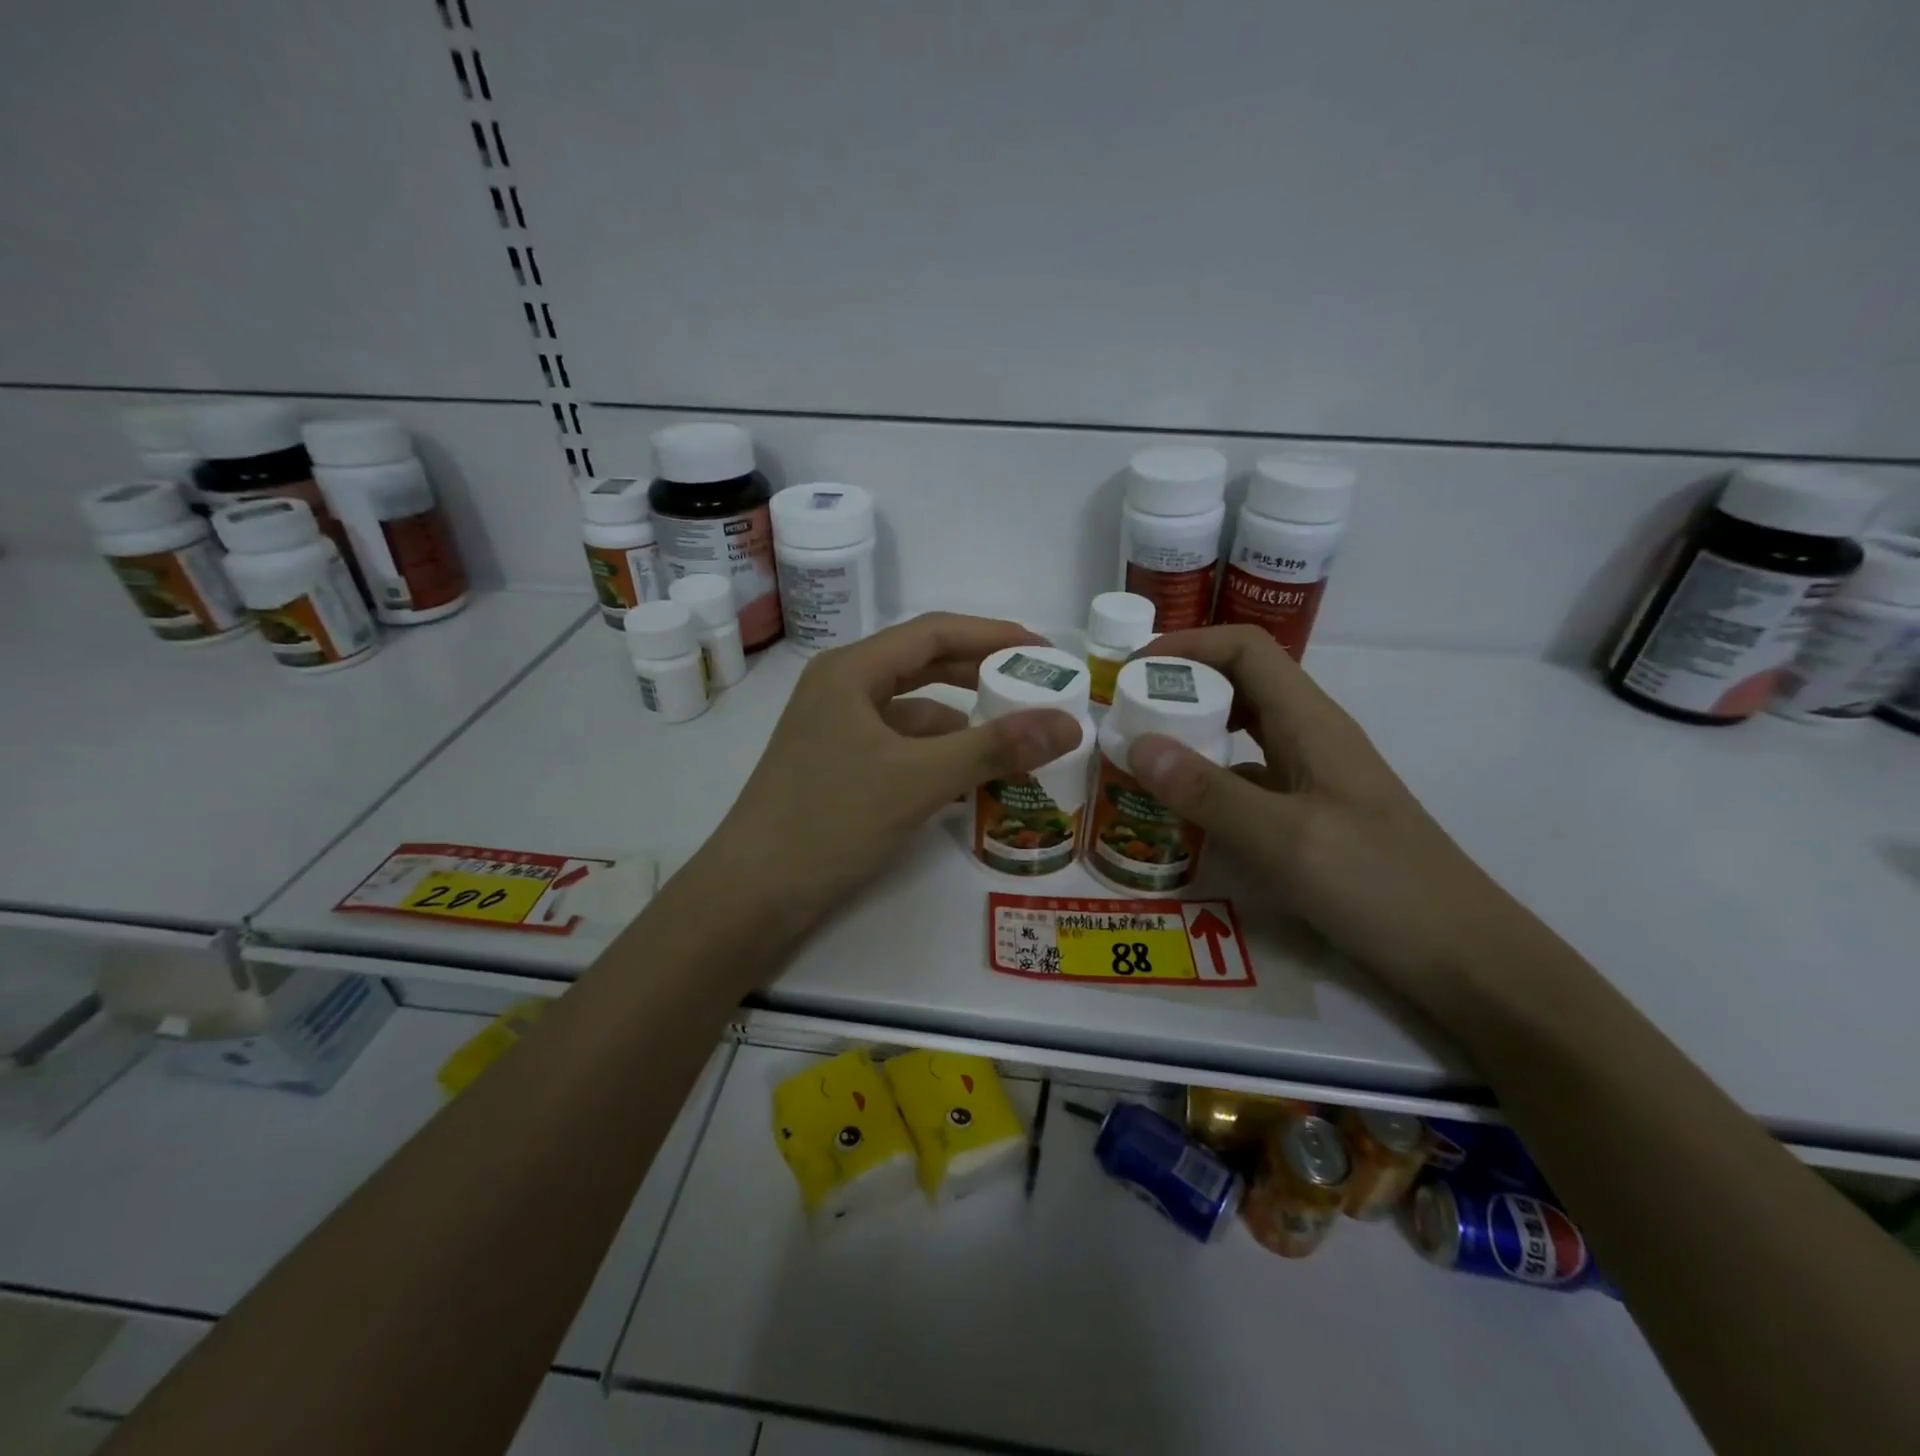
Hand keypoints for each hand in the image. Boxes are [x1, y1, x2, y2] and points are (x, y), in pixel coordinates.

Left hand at [694, 613, 1082, 941]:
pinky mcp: (837, 768)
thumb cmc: (830, 820)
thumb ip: (995, 747)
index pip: (933, 632)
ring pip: (912, 713)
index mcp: (851, 671)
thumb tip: (1070, 722)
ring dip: (961, 724)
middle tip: (1035, 688)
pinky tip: (969, 780)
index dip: (992, 635)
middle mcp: (841, 689)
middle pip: (923, 667)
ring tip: (1014, 739)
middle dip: (980, 676)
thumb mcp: (919, 779)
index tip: (1043, 649)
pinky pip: (899, 747)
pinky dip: (936, 757)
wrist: (752, 895)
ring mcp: (835, 731)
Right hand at [1126, 626, 1527, 991]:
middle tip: (1127, 716)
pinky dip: (1211, 778)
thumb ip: (1208, 791)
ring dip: (1194, 732)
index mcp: (1311, 722)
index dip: (1188, 646)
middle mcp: (1313, 737)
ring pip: (1245, 731)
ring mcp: (1314, 777)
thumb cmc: (1378, 885)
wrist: (1462, 955)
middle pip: (1242, 683)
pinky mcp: (1312, 813)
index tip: (1133, 674)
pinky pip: (1251, 777)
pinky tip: (1185, 810)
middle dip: (1182, 688)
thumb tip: (1137, 744)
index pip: (1246, 649)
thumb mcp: (1284, 838)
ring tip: (1144, 757)